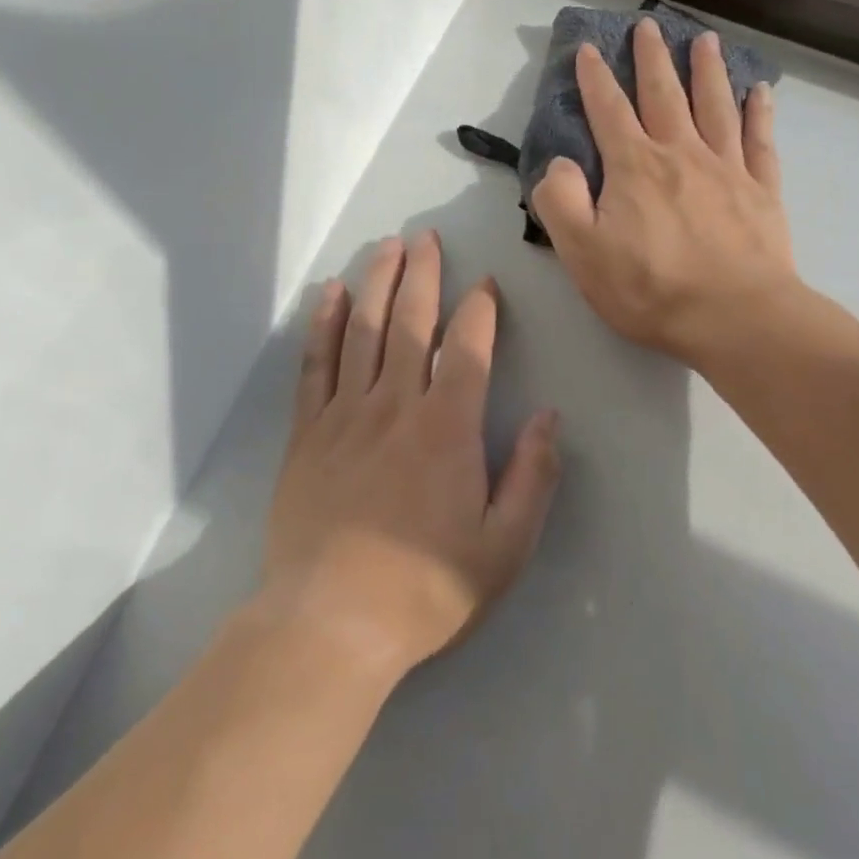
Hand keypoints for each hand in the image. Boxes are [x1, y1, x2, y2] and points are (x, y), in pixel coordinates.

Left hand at [258, 232, 560, 680]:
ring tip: (387, 247)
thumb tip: (551, 416)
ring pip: (365, 331)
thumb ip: (532, 477)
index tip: (486, 283)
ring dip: (378, 283)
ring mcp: (346, 413)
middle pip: (412, 323)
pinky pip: (316, 364)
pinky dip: (325, 325)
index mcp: (448, 428)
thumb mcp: (504, 546)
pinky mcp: (307, 431)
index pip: (469, 350)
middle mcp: (396, 405)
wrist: (332, 620)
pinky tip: (333, 295)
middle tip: (427, 238)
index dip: (480, 311)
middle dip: (423, 275)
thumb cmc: (426, 587)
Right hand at [531, 18, 795, 366]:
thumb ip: (559, 200)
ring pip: (715, 106)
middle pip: (664, 94)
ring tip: (705, 40)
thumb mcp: (581, 251)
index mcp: (634, 166)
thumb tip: (559, 163)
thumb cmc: (649, 288)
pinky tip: (760, 92)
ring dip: (708, 70)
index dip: (595, 78)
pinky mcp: (762, 191)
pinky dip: (760, 113)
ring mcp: (727, 169)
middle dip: (653, 58)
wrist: (735, 318)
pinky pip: (760, 141)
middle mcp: (680, 154)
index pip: (609, 110)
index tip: (588, 49)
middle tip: (649, 24)